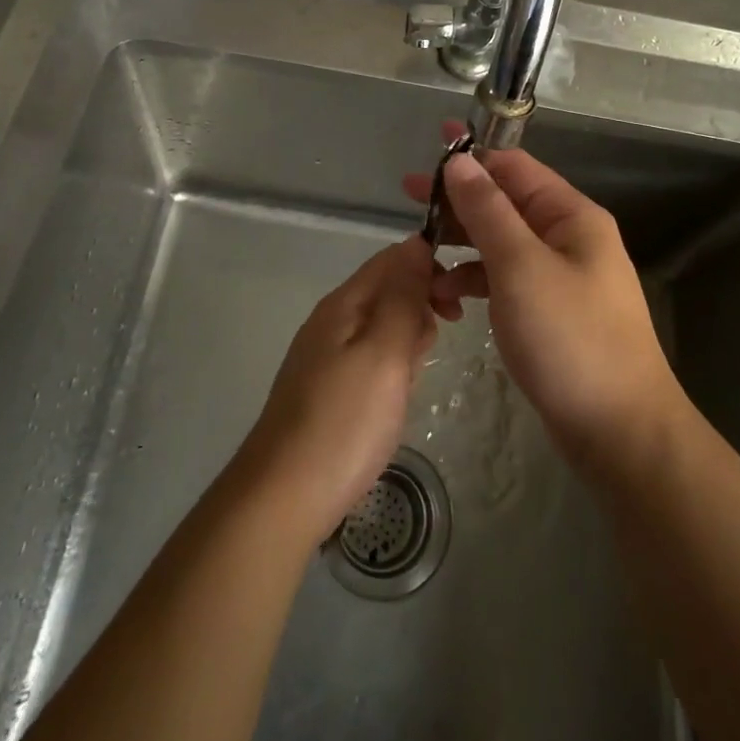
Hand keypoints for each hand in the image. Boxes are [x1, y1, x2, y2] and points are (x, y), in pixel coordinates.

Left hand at [235, 236, 439, 546]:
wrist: (283, 498)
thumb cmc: (345, 421)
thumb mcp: (385, 352)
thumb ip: (403, 297)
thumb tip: (417, 242)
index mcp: (344, 303)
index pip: (392, 259)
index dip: (429, 268)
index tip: (455, 304)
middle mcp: (331, 320)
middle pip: (388, 290)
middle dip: (420, 309)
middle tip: (428, 351)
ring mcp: (326, 356)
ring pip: (382, 327)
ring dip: (407, 343)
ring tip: (409, 381)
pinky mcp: (327, 388)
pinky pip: (371, 359)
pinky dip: (391, 370)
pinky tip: (393, 399)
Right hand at [403, 128, 680, 467]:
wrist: (620, 432)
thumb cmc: (570, 339)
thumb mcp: (521, 267)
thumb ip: (487, 211)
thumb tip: (459, 161)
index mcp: (571, 216)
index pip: (515, 167)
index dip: (473, 155)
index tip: (430, 147)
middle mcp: (568, 238)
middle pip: (505, 203)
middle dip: (458, 200)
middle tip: (408, 196)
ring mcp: (560, 276)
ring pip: (501, 243)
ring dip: (461, 244)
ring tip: (419, 253)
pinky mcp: (549, 311)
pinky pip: (505, 280)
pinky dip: (475, 281)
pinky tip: (447, 296)